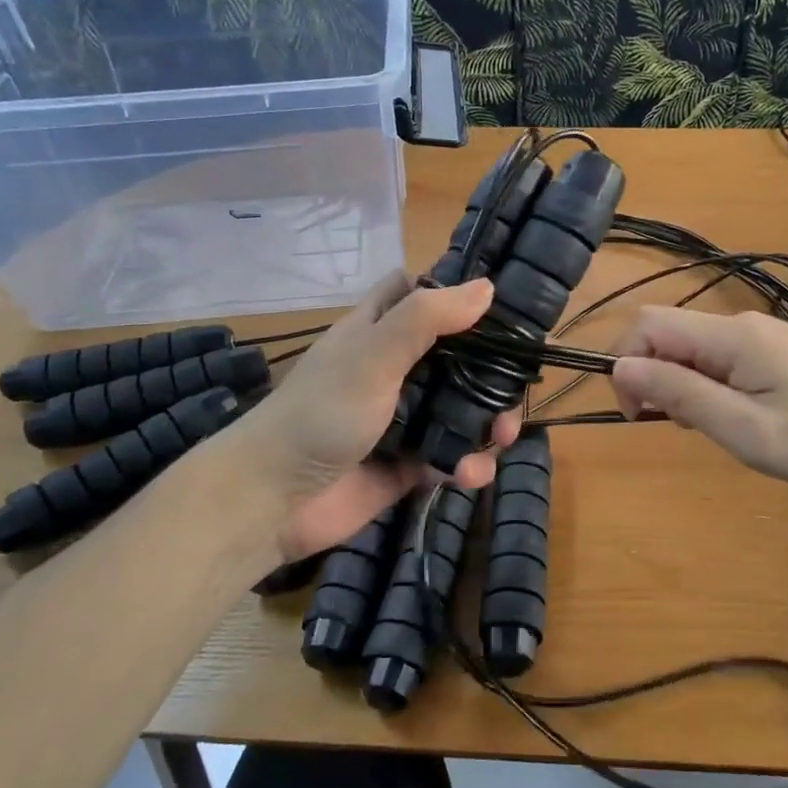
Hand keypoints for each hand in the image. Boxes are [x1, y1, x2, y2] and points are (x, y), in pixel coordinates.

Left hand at [238, 271, 520, 561]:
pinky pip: (450, 456)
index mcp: (379, 331)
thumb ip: (426, 319)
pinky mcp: (407, 464)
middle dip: (490, 373)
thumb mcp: (373, 356)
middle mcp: (393, 369)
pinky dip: (467, 464)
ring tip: (501, 440)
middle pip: (456, 357)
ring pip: (459, 409)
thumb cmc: (321, 413)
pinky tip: (469, 475)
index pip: (419, 295)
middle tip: (514, 391)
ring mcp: (401, 418)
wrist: (274, 500)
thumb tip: (487, 287)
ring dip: (488, 424)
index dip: (455, 293)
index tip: (501, 305)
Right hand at [610, 307, 787, 495]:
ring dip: (683, 384)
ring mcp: (766, 335)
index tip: (639, 414)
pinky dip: (711, 384)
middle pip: (669, 333)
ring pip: (695, 347)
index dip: (627, 364)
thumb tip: (621, 367)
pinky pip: (723, 358)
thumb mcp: (746, 429)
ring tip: (716, 428)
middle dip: (654, 376)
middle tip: (682, 426)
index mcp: (730, 337)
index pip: (648, 325)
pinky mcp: (782, 351)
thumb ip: (681, 394)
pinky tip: (741, 417)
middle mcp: (743, 324)